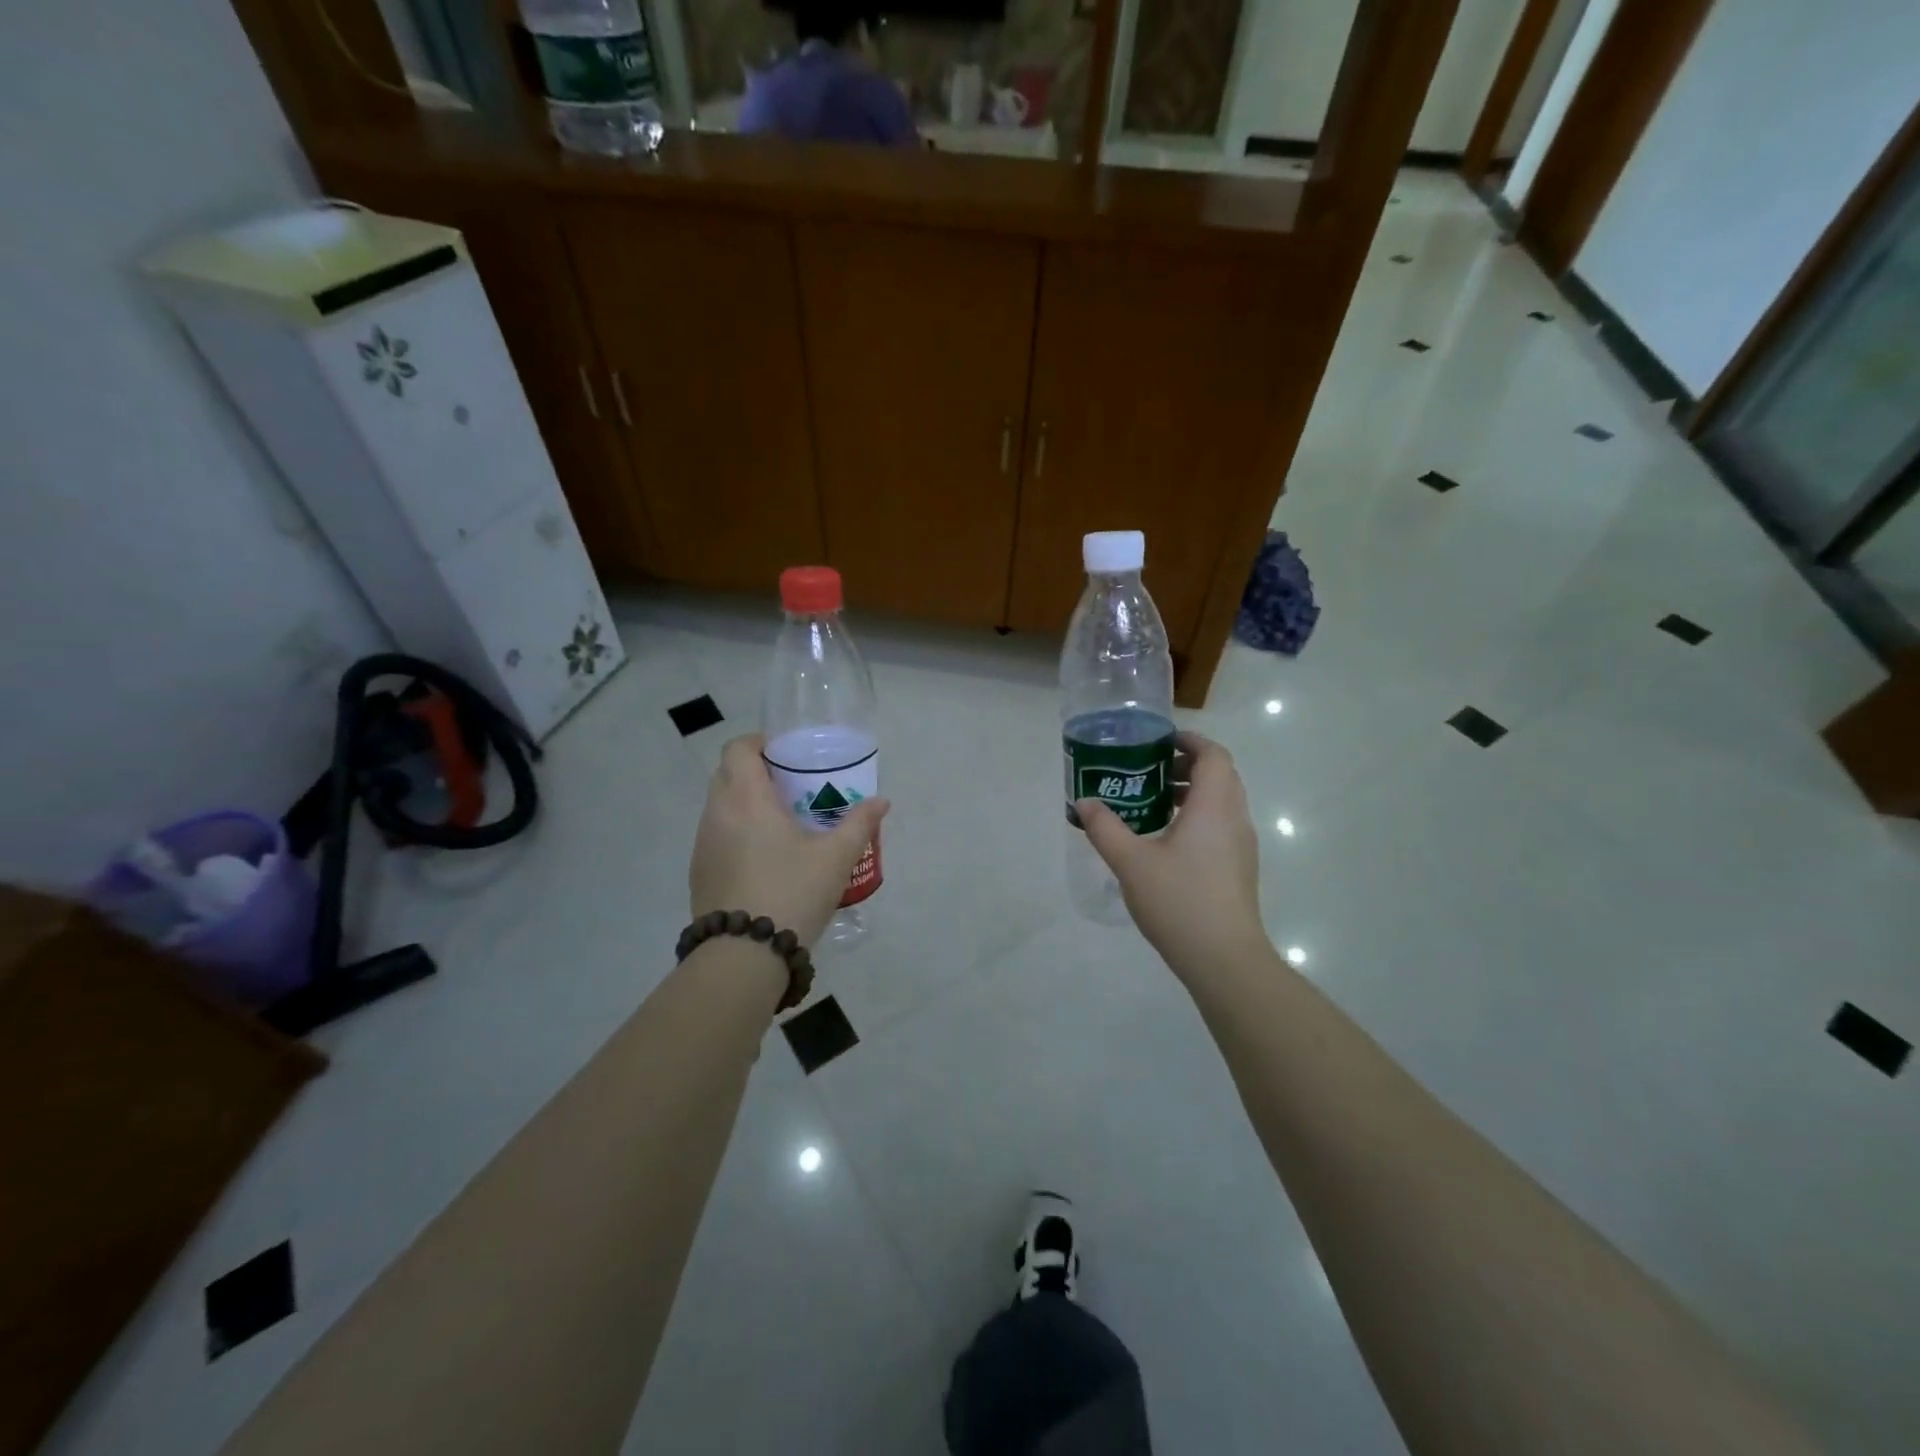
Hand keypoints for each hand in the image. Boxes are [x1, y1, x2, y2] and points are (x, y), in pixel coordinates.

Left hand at [690, 734, 889, 947]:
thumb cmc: (792, 892)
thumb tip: (881, 801)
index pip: (738, 748)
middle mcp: (717, 813)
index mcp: (746, 798)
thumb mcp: (836, 857)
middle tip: (792, 786)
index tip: (786, 754)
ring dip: (745, 803)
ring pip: (720, 806)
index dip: (759, 742)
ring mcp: (703, 844)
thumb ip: (859, 823)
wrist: (744, 955)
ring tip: (782, 823)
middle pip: (727, 774)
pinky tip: (765, 858)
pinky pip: (717, 835)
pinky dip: (737, 832)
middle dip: (756, 771)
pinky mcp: (699, 872)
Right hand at [1077, 732, 1266, 977]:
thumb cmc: (1179, 900)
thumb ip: (1105, 828)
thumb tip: (1084, 802)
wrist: (1224, 958)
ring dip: (1192, 793)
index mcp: (1214, 805)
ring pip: (1222, 802)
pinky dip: (1199, 817)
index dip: (1189, 741)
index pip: (1213, 754)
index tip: (1158, 743)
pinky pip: (1222, 825)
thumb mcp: (1131, 862)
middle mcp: (1235, 818)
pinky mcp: (1240, 867)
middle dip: (1186, 765)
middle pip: (1220, 775)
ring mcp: (1242, 845)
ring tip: (1152, 804)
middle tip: (1148, 771)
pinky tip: (1167, 842)